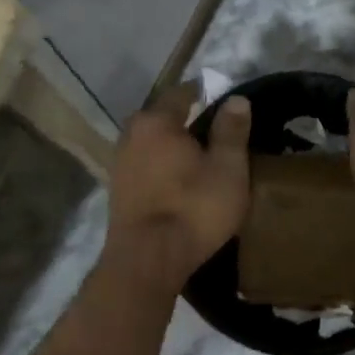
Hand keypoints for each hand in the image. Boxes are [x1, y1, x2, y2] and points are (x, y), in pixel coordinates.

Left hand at [104, 85, 251, 289]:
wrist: (147, 261)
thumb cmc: (193, 208)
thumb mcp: (227, 168)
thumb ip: (231, 130)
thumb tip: (236, 99)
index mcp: (156, 121)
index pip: (182, 93)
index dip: (206, 94)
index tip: (227, 101)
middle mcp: (131, 135)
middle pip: (163, 118)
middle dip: (188, 121)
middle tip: (217, 132)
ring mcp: (120, 165)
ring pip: (153, 144)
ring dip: (174, 148)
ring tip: (201, 159)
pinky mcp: (119, 192)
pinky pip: (146, 167)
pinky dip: (163, 168)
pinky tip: (181, 183)